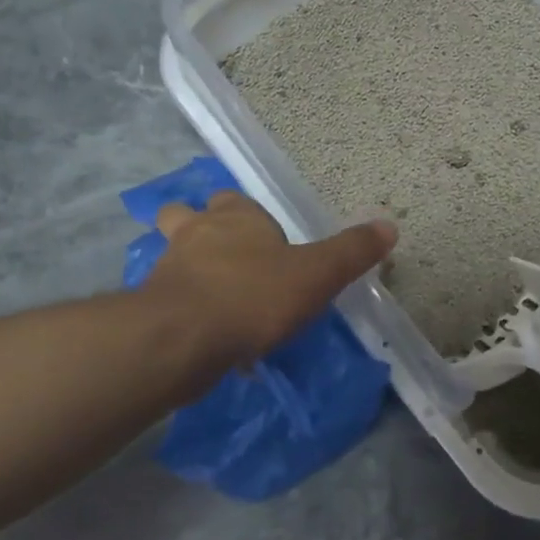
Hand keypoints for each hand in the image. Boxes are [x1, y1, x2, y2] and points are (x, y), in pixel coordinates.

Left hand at [146, 192, 396, 368]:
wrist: (182, 338)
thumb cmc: (254, 296)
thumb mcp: (316, 274)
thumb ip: (351, 252)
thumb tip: (390, 225)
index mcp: (236, 217)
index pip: (235, 201)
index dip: (247, 216)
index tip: (265, 241)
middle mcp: (195, 233)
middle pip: (185, 216)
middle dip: (199, 228)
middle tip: (225, 258)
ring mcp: (167, 268)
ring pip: (171, 258)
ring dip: (188, 270)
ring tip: (213, 297)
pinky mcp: (150, 306)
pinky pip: (168, 300)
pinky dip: (183, 310)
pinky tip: (204, 335)